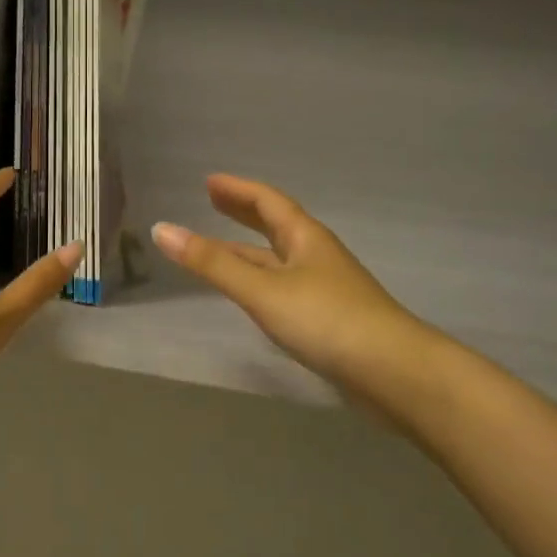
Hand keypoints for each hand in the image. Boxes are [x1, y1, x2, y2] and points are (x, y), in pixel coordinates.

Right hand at [151, 174, 439, 397]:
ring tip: (220, 248)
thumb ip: (212, 263)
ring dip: (249, 250)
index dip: (237, 190)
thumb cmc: (326, 320)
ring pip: (279, 260)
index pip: (267, 202)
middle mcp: (316, 256)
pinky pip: (284, 287)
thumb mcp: (262, 289)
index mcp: (305, 238)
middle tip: (213, 202)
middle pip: (275, 226)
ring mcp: (325, 289)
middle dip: (243, 213)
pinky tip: (253, 296)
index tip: (209, 182)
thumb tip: (161, 229)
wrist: (394, 374)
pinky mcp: (328, 320)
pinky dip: (261, 281)